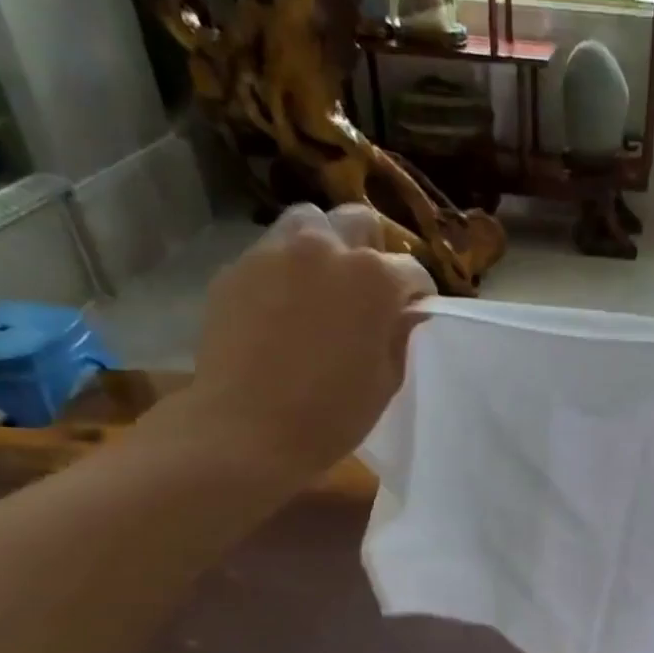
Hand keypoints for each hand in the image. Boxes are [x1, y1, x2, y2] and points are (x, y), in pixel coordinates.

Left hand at [163, 204, 431, 495]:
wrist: (247, 430)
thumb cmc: (333, 413)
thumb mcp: (386, 379)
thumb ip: (399, 335)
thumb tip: (407, 313)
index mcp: (374, 277)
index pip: (412, 269)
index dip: (418, 293)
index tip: (414, 314)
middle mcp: (325, 249)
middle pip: (357, 222)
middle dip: (370, 249)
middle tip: (369, 288)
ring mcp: (274, 253)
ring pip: (308, 223)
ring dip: (324, 245)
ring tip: (323, 284)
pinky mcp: (235, 269)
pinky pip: (270, 253)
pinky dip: (286, 269)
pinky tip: (285, 306)